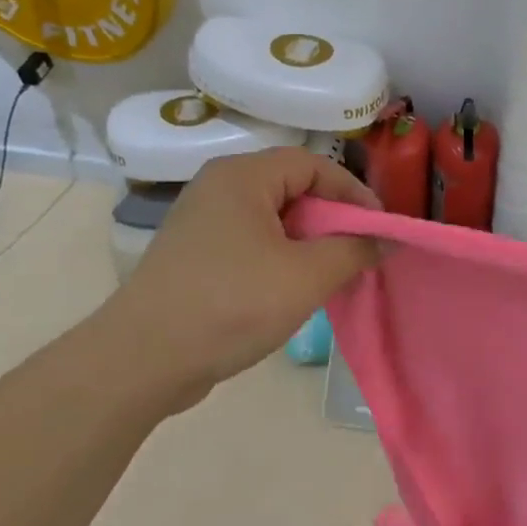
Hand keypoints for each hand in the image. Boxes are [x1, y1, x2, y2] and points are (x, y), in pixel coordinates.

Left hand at [97, 148, 381, 412]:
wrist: (141, 361)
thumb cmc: (231, 304)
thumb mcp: (307, 276)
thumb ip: (354, 250)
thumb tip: (385, 240)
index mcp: (242, 176)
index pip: (313, 164)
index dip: (352, 192)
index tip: (379, 227)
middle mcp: (218, 187)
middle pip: (292, 187)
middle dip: (332, 218)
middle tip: (358, 251)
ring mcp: (201, 222)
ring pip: (272, 218)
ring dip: (308, 241)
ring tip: (331, 273)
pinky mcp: (194, 254)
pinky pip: (251, 241)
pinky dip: (280, 257)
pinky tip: (292, 289)